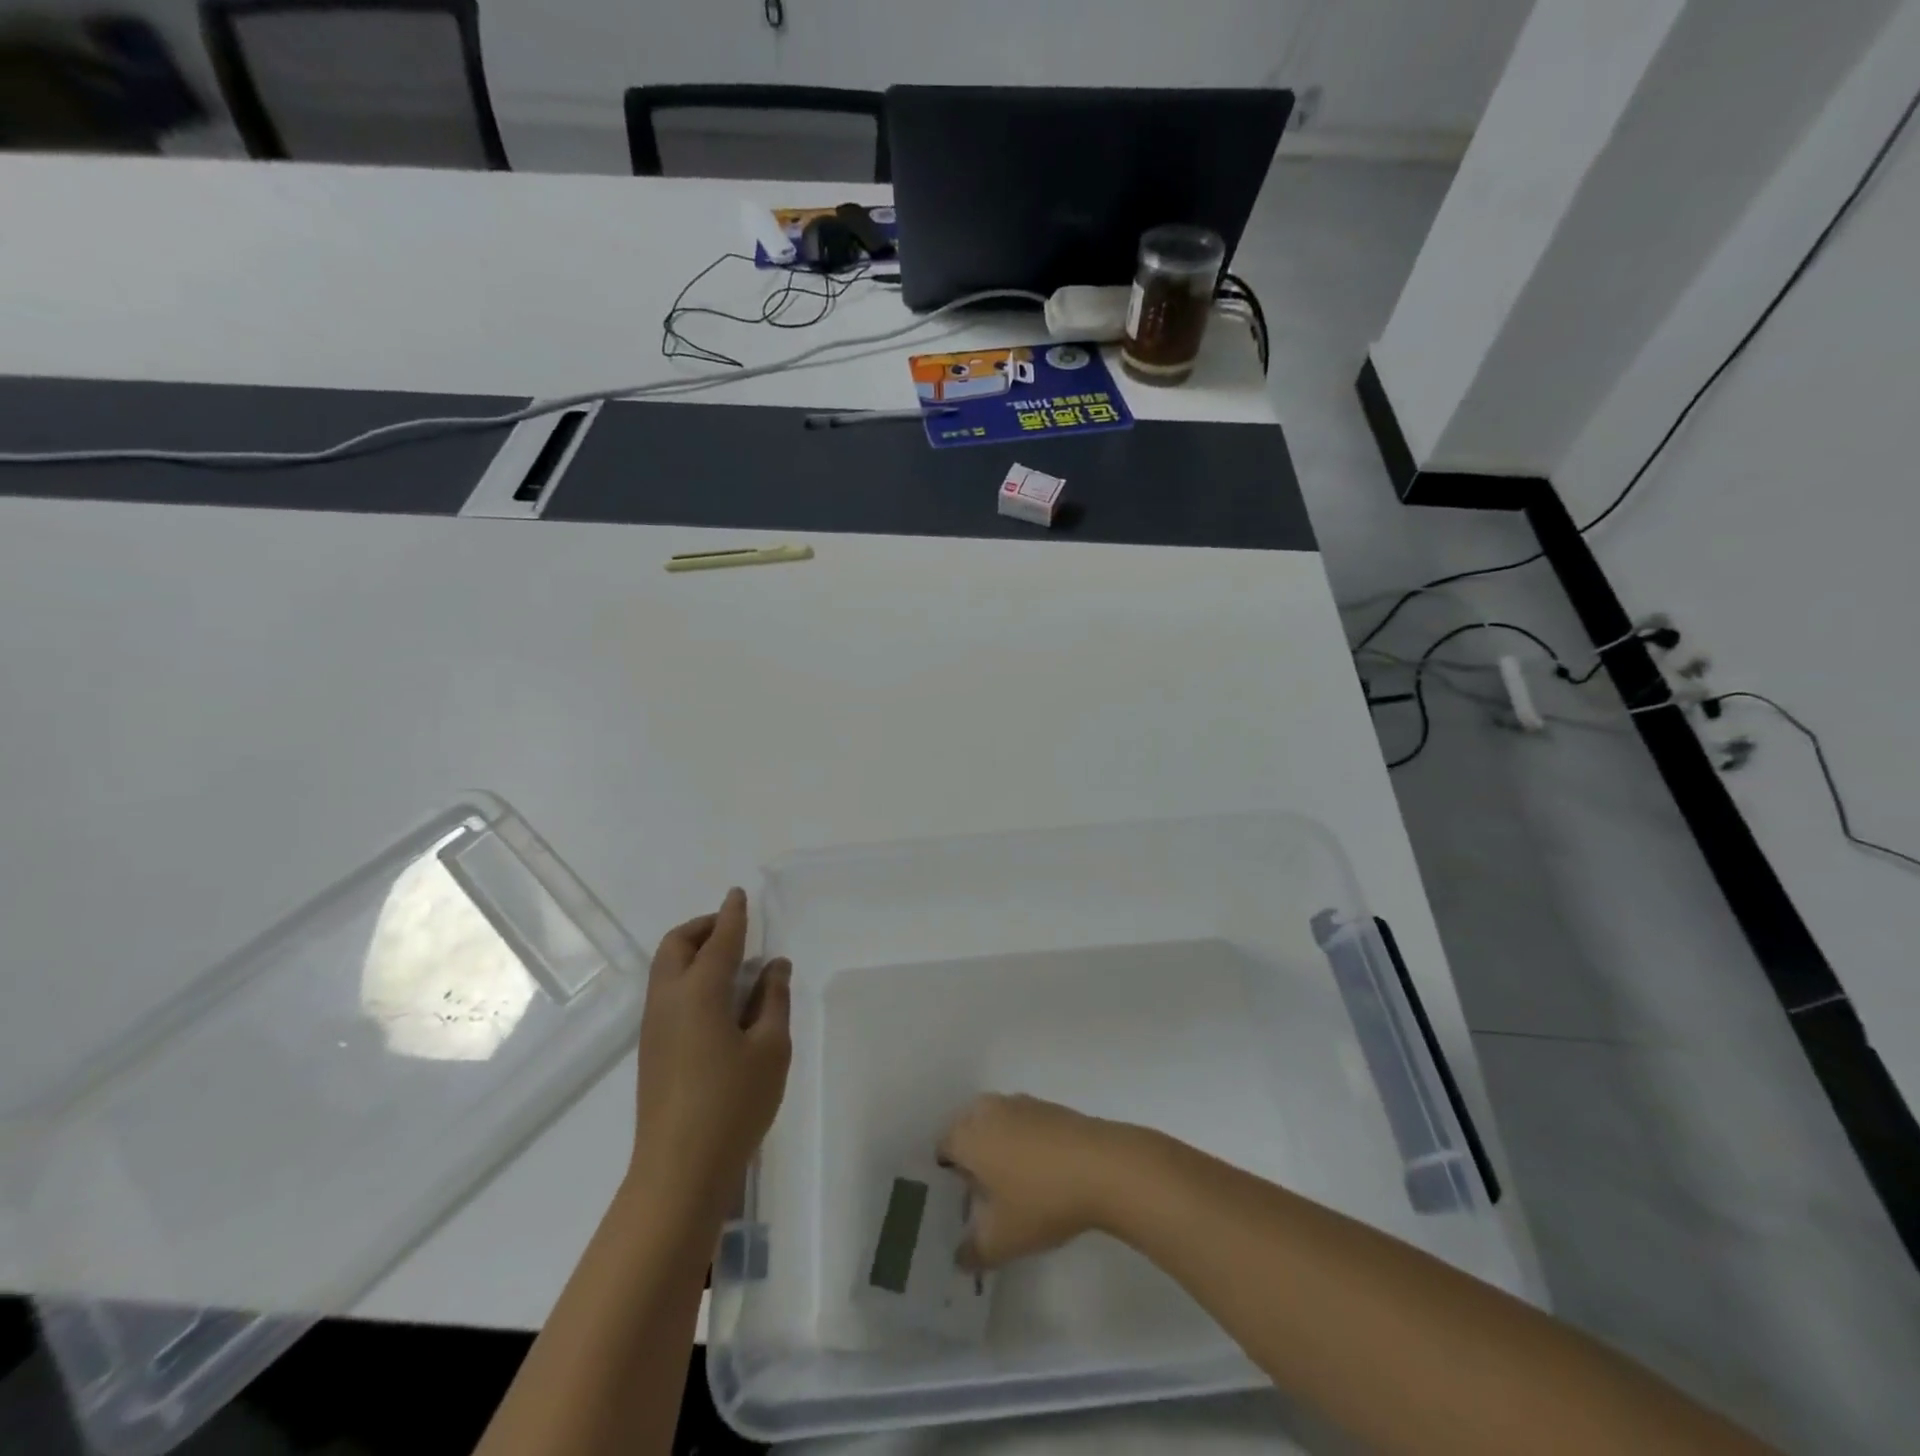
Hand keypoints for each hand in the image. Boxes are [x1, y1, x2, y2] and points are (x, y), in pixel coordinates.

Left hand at [632, 887, 791, 1208]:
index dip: (732, 914)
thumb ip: (773, 999)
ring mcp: (654, 1027)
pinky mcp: (652, 1050)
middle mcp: (669, 1000)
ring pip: (666, 969)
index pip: (719, 939)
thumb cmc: (734, 1103)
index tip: (739, 894)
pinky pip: (667, 992)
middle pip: (676, 945)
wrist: (679, 1171)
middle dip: (703, 927)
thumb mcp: (770, 1048)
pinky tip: (717, 1001)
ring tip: (730, 963)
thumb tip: (774, 966)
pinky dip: (688, 977)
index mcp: (699, 992)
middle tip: (734, 929)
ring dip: (693, 952)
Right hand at [937, 1093, 1136, 1270]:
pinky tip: (1039, 1172)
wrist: (1102, 1166)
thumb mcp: (1002, 1240)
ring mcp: (1021, 1104)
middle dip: (970, 1157)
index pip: (943, 1147)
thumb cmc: (1042, 1199)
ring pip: (996, 1123)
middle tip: (980, 1194)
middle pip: (967, 1130)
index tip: (956, 1201)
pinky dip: (1022, 1141)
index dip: (945, 1174)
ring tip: (1011, 1184)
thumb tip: (959, 1258)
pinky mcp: (1049, 1108)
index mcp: (968, 1135)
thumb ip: (973, 1251)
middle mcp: (989, 1110)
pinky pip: (1022, 1123)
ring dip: (997, 1146)